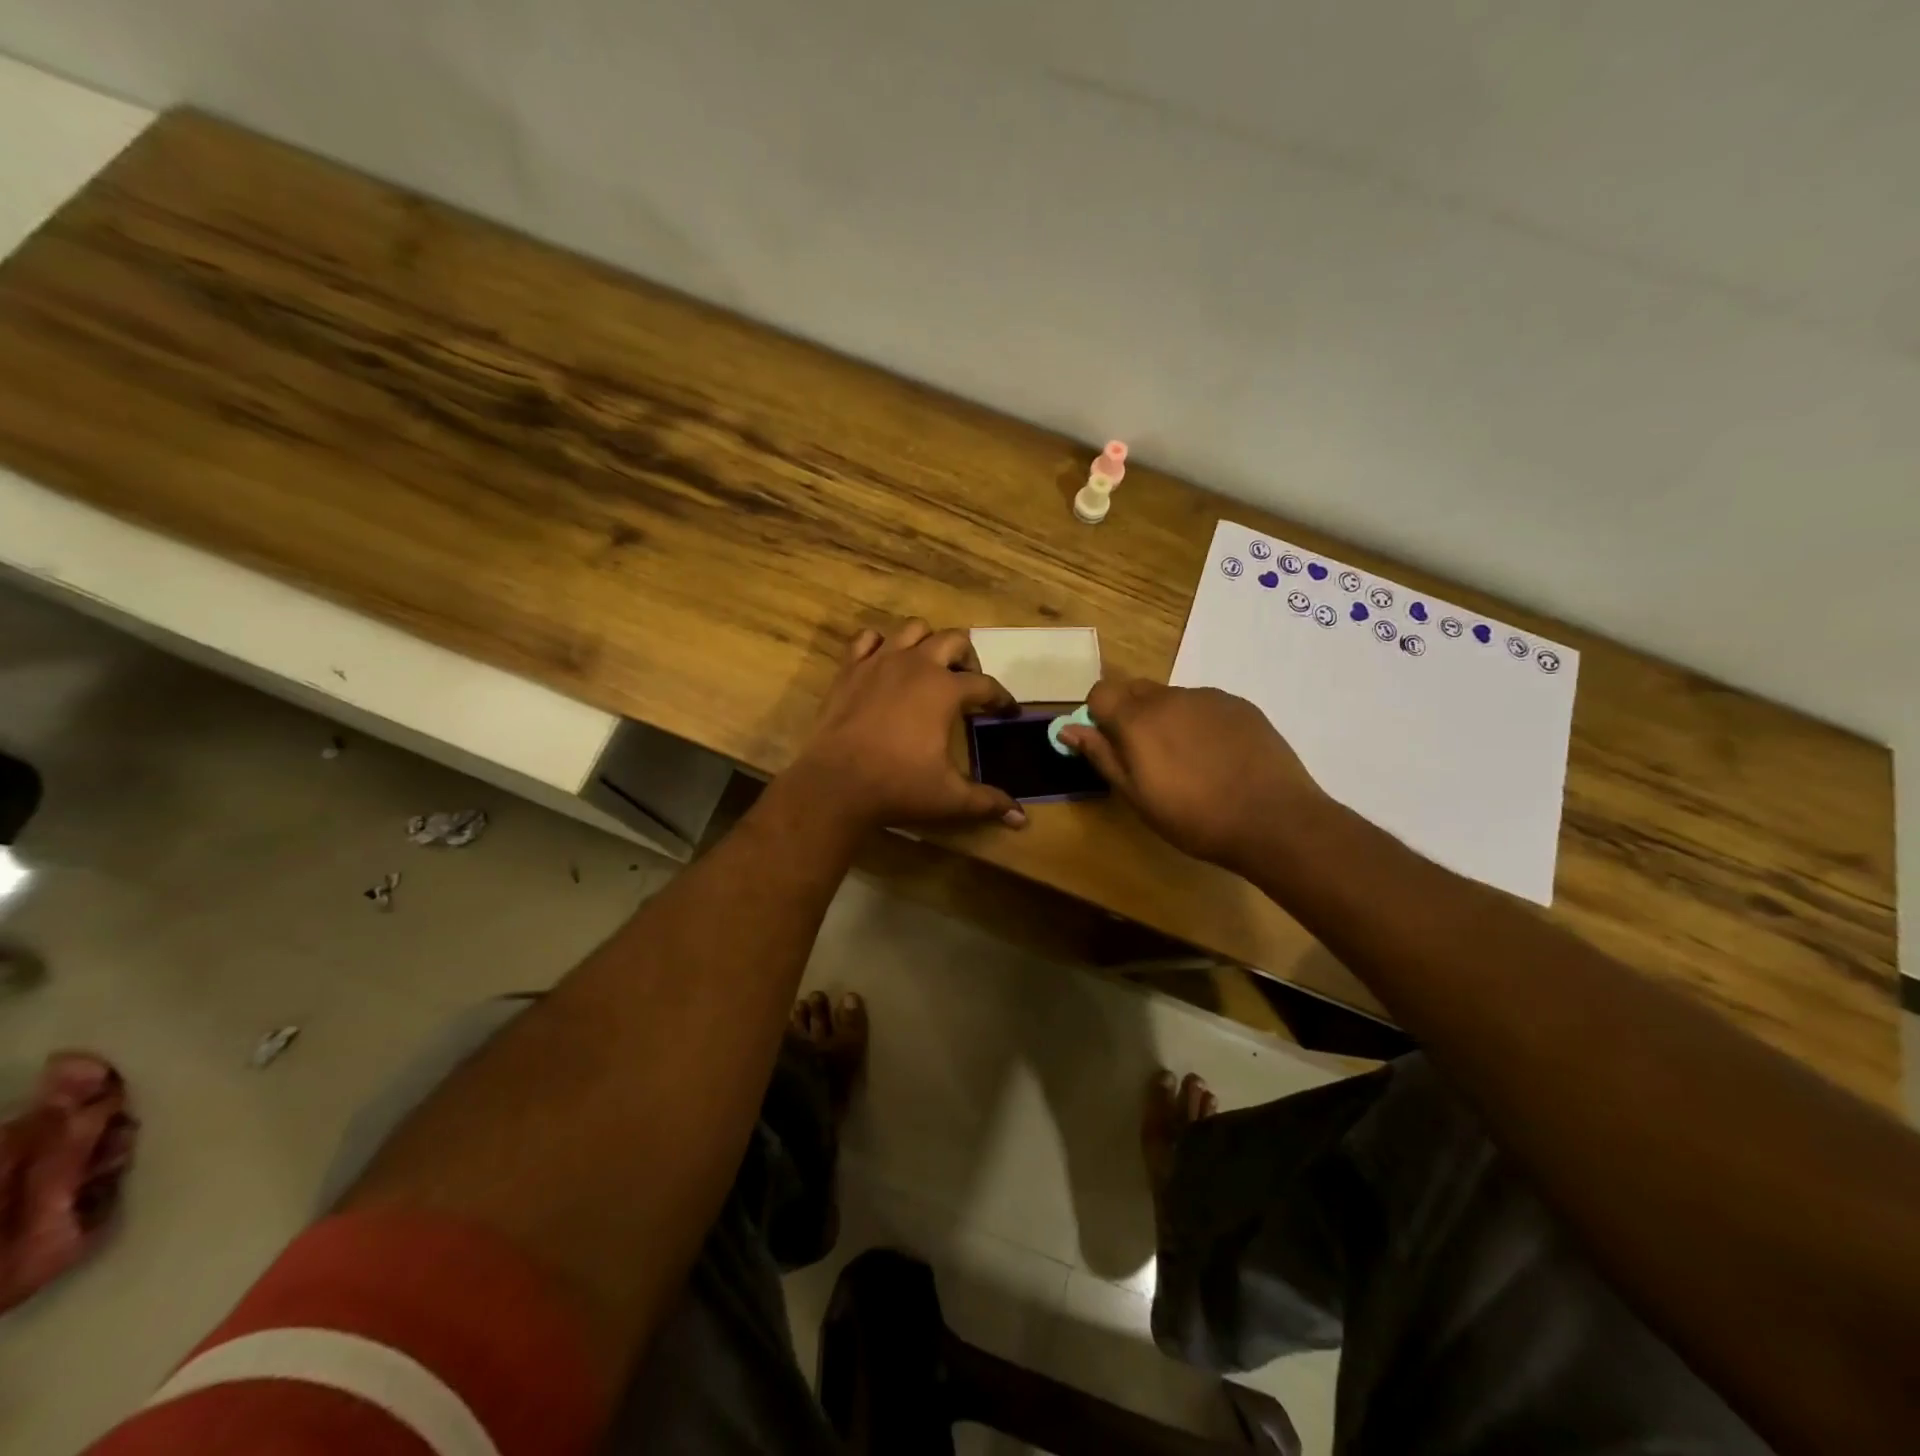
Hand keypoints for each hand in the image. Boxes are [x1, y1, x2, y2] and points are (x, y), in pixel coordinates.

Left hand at [788, 620, 1025, 832]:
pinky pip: (867, 639)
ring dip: (927, 642)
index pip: (985, 685)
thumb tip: (1021, 818)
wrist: (836, 783)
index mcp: (946, 690)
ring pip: (913, 629)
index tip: (1008, 711)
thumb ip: (988, 802)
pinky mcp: (849, 668)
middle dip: (967, 658)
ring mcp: (880, 661)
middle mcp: (917, 665)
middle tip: (967, 683)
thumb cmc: (898, 786)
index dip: (1002, 698)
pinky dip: (880, 645)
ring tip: (929, 667)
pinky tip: (884, 663)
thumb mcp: (950, 797)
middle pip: (953, 640)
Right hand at [1059, 679, 1324, 869]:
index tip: (1109, 745)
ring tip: (1189, 761)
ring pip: (1172, 698)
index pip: (1100, 692)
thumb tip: (1067, 729)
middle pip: (1135, 689)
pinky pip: (1204, 705)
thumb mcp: (1136, 796)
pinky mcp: (1240, 705)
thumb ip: (1101, 756)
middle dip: (1130, 714)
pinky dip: (1199, 722)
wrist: (1273, 819)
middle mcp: (1170, 697)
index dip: (1097, 715)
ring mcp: (1209, 697)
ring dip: (1166, 719)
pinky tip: (1218, 757)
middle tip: (1145, 756)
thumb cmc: (1194, 817)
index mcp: (1138, 718)